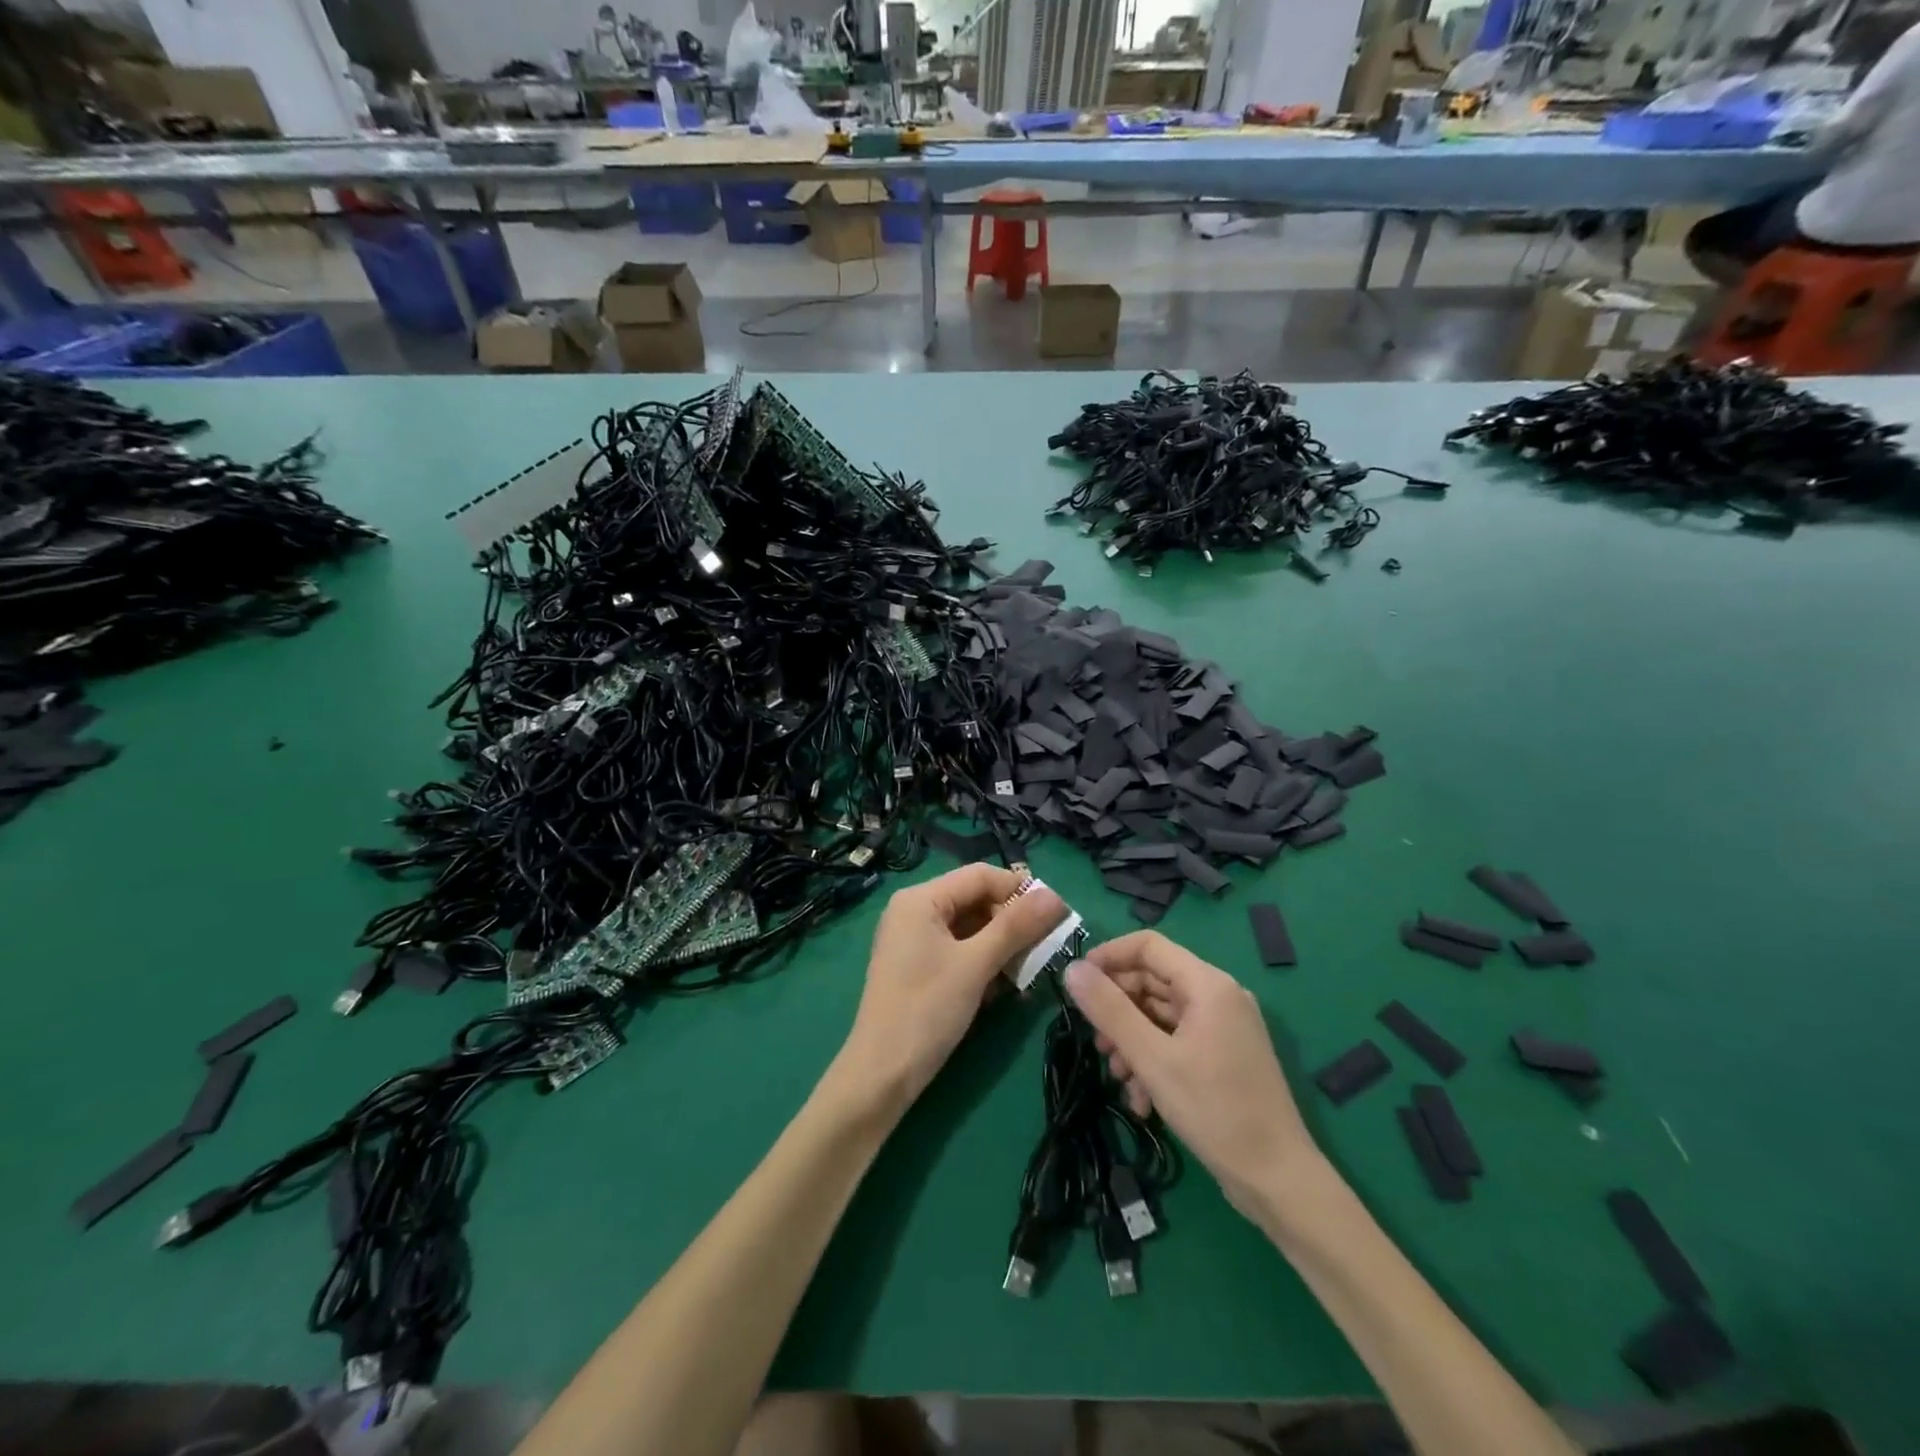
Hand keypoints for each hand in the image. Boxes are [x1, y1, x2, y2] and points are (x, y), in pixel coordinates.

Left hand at [834, 865, 1065, 1116]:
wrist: (882, 1074)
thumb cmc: (927, 1010)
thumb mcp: (976, 965)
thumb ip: (1016, 927)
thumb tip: (1056, 896)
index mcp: (921, 899)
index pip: (980, 875)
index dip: (1020, 890)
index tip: (1058, 915)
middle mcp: (914, 910)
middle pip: (975, 899)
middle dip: (1012, 921)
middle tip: (1046, 947)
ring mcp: (914, 939)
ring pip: (971, 927)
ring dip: (1002, 945)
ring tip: (1028, 970)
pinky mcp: (919, 965)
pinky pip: (959, 949)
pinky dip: (984, 961)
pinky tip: (1004, 986)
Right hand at [1064, 932, 1317, 1220]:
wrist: (1277, 1180)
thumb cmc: (1215, 1110)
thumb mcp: (1152, 1059)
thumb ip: (1110, 1010)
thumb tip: (1072, 970)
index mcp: (1208, 984)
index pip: (1148, 946)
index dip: (1108, 957)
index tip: (1078, 983)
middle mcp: (1219, 996)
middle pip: (1153, 981)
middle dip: (1118, 1010)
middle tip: (1095, 1042)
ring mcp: (1224, 1027)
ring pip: (1161, 1015)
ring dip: (1132, 1041)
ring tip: (1117, 1076)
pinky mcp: (1224, 1056)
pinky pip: (1177, 1041)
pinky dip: (1154, 1060)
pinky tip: (1141, 1100)